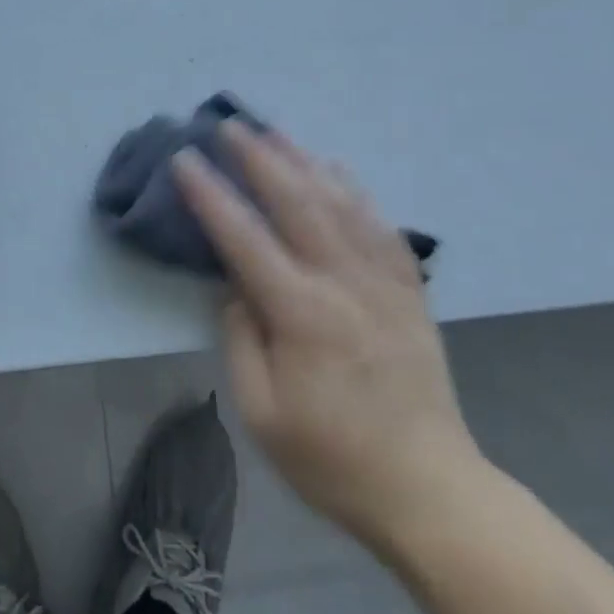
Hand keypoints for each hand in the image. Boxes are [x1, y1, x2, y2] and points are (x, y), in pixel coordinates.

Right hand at [174, 124, 487, 557]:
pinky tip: (336, 169)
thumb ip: (241, 339)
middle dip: (258, 158)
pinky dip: (354, 189)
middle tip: (229, 124)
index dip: (210, 195)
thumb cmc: (331, 458)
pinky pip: (379, 225)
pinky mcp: (408, 291)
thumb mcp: (262, 412)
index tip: (185, 159)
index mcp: (302, 315)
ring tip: (274, 132)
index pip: (244, 239)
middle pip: (297, 203)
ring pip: (340, 203)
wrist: (428, 489)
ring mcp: (383, 283)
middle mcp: (343, 284)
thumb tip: (235, 286)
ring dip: (303, 161)